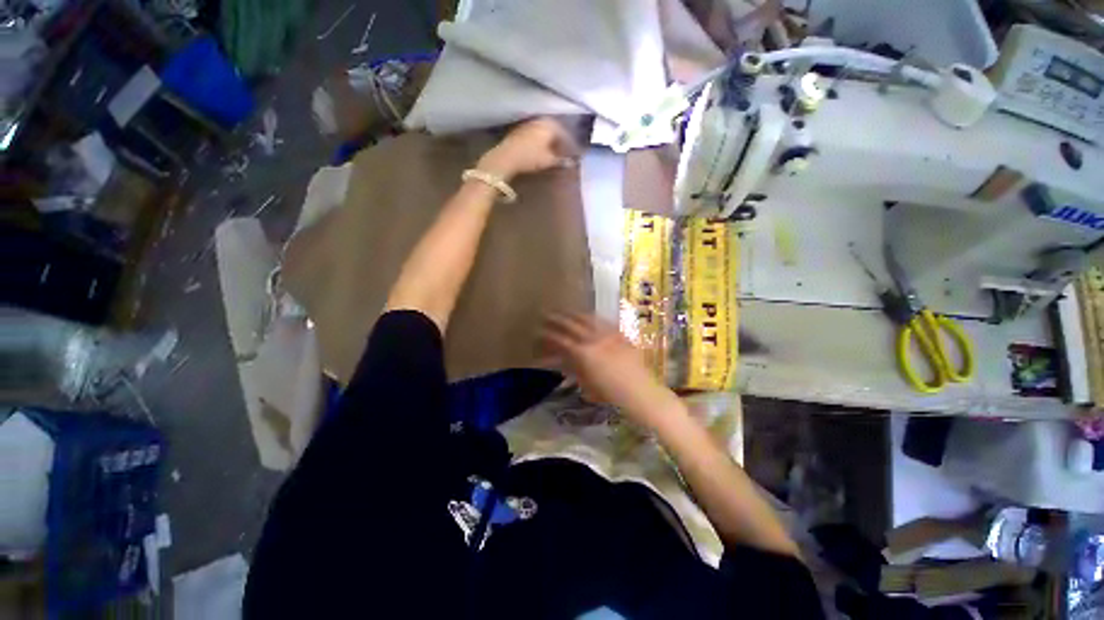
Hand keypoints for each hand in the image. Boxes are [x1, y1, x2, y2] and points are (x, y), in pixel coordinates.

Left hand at [478, 117, 579, 180]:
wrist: (507, 157)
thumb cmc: (531, 157)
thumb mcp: (549, 160)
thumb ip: (561, 160)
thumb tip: (571, 162)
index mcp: (551, 124)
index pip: (565, 134)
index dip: (571, 145)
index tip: (575, 155)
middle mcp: (541, 119)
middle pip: (555, 130)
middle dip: (561, 141)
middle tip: (566, 152)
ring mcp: (529, 122)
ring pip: (545, 130)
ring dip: (550, 140)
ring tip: (554, 151)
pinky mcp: (520, 129)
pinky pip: (536, 133)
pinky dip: (541, 140)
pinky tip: (541, 149)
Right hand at [540, 313, 680, 428]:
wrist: (640, 391)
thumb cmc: (610, 393)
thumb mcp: (586, 382)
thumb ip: (571, 368)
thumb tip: (559, 359)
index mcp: (583, 353)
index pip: (561, 339)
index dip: (548, 334)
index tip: (539, 330)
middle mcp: (593, 339)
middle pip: (571, 324)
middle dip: (557, 319)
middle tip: (548, 315)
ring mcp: (608, 334)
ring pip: (587, 318)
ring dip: (574, 314)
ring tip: (566, 312)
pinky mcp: (619, 333)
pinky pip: (603, 321)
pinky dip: (592, 317)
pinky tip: (588, 316)